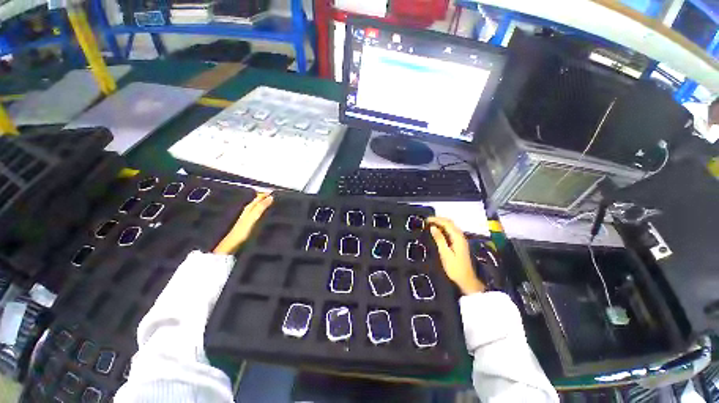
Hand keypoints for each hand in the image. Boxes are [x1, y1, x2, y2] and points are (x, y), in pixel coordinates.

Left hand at [214, 193, 273, 254]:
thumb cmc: (243, 230)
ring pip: (258, 206)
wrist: (233, 242)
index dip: (266, 194)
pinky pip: (258, 213)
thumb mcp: (254, 216)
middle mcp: (248, 210)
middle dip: (265, 197)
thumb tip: (271, 197)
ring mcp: (248, 216)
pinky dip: (263, 211)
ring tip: (273, 203)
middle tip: (275, 196)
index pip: (259, 197)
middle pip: (258, 201)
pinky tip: (266, 214)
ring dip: (264, 204)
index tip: (275, 192)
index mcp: (249, 207)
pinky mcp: (249, 222)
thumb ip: (261, 207)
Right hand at [427, 217, 484, 294]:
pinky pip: (451, 231)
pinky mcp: (459, 243)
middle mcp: (461, 236)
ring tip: (430, 224)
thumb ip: (439, 239)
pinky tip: (437, 231)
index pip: (447, 223)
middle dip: (438, 219)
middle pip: (450, 223)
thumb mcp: (445, 253)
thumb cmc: (454, 268)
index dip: (436, 219)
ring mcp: (461, 239)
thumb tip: (432, 227)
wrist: (466, 279)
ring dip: (441, 223)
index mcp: (458, 238)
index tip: (426, 220)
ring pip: (451, 226)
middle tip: (427, 221)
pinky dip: (443, 228)